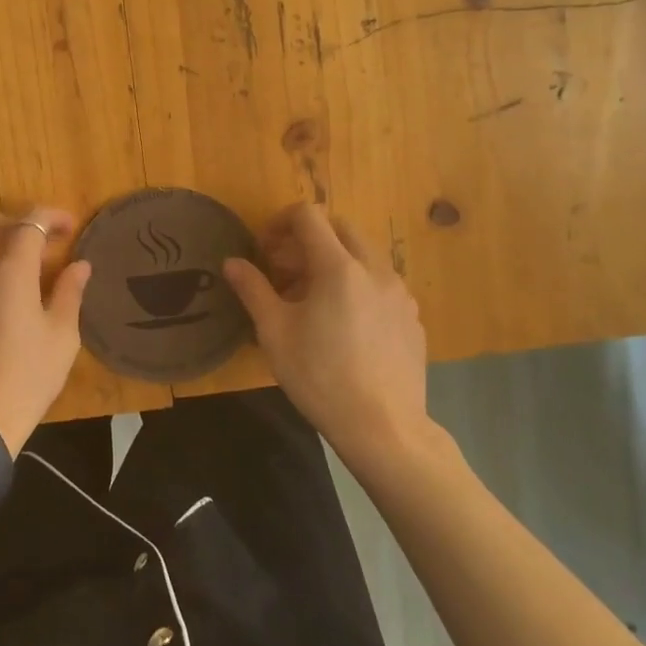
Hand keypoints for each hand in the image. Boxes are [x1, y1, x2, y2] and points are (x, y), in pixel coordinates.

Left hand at [0, 207, 92, 456]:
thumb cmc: (24, 382)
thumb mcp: (60, 340)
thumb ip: (69, 294)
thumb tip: (79, 265)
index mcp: (8, 274)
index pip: (29, 222)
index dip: (50, 216)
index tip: (68, 227)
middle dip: (15, 224)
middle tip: (37, 246)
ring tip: (13, 292)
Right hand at [223, 203, 441, 473]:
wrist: (385, 429)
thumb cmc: (321, 377)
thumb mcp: (274, 332)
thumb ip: (253, 289)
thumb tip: (232, 262)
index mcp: (338, 267)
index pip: (308, 216)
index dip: (280, 222)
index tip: (265, 249)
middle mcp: (374, 269)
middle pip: (340, 228)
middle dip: (309, 238)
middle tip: (286, 270)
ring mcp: (399, 293)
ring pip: (364, 255)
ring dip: (335, 260)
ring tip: (314, 299)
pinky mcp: (413, 317)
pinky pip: (382, 283)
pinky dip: (358, 285)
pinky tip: (345, 324)